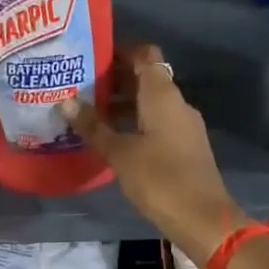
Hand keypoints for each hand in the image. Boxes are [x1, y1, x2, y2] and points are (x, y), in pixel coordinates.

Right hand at [68, 44, 249, 262]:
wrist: (202, 218)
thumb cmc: (160, 179)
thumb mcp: (120, 153)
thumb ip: (93, 126)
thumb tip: (65, 102)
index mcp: (162, 95)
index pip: (145, 54)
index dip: (120, 50)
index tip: (91, 56)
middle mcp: (176, 103)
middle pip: (145, 78)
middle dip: (113, 80)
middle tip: (78, 86)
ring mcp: (182, 126)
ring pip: (149, 103)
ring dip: (121, 104)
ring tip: (87, 113)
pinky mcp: (183, 147)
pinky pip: (155, 123)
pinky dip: (133, 123)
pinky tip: (110, 139)